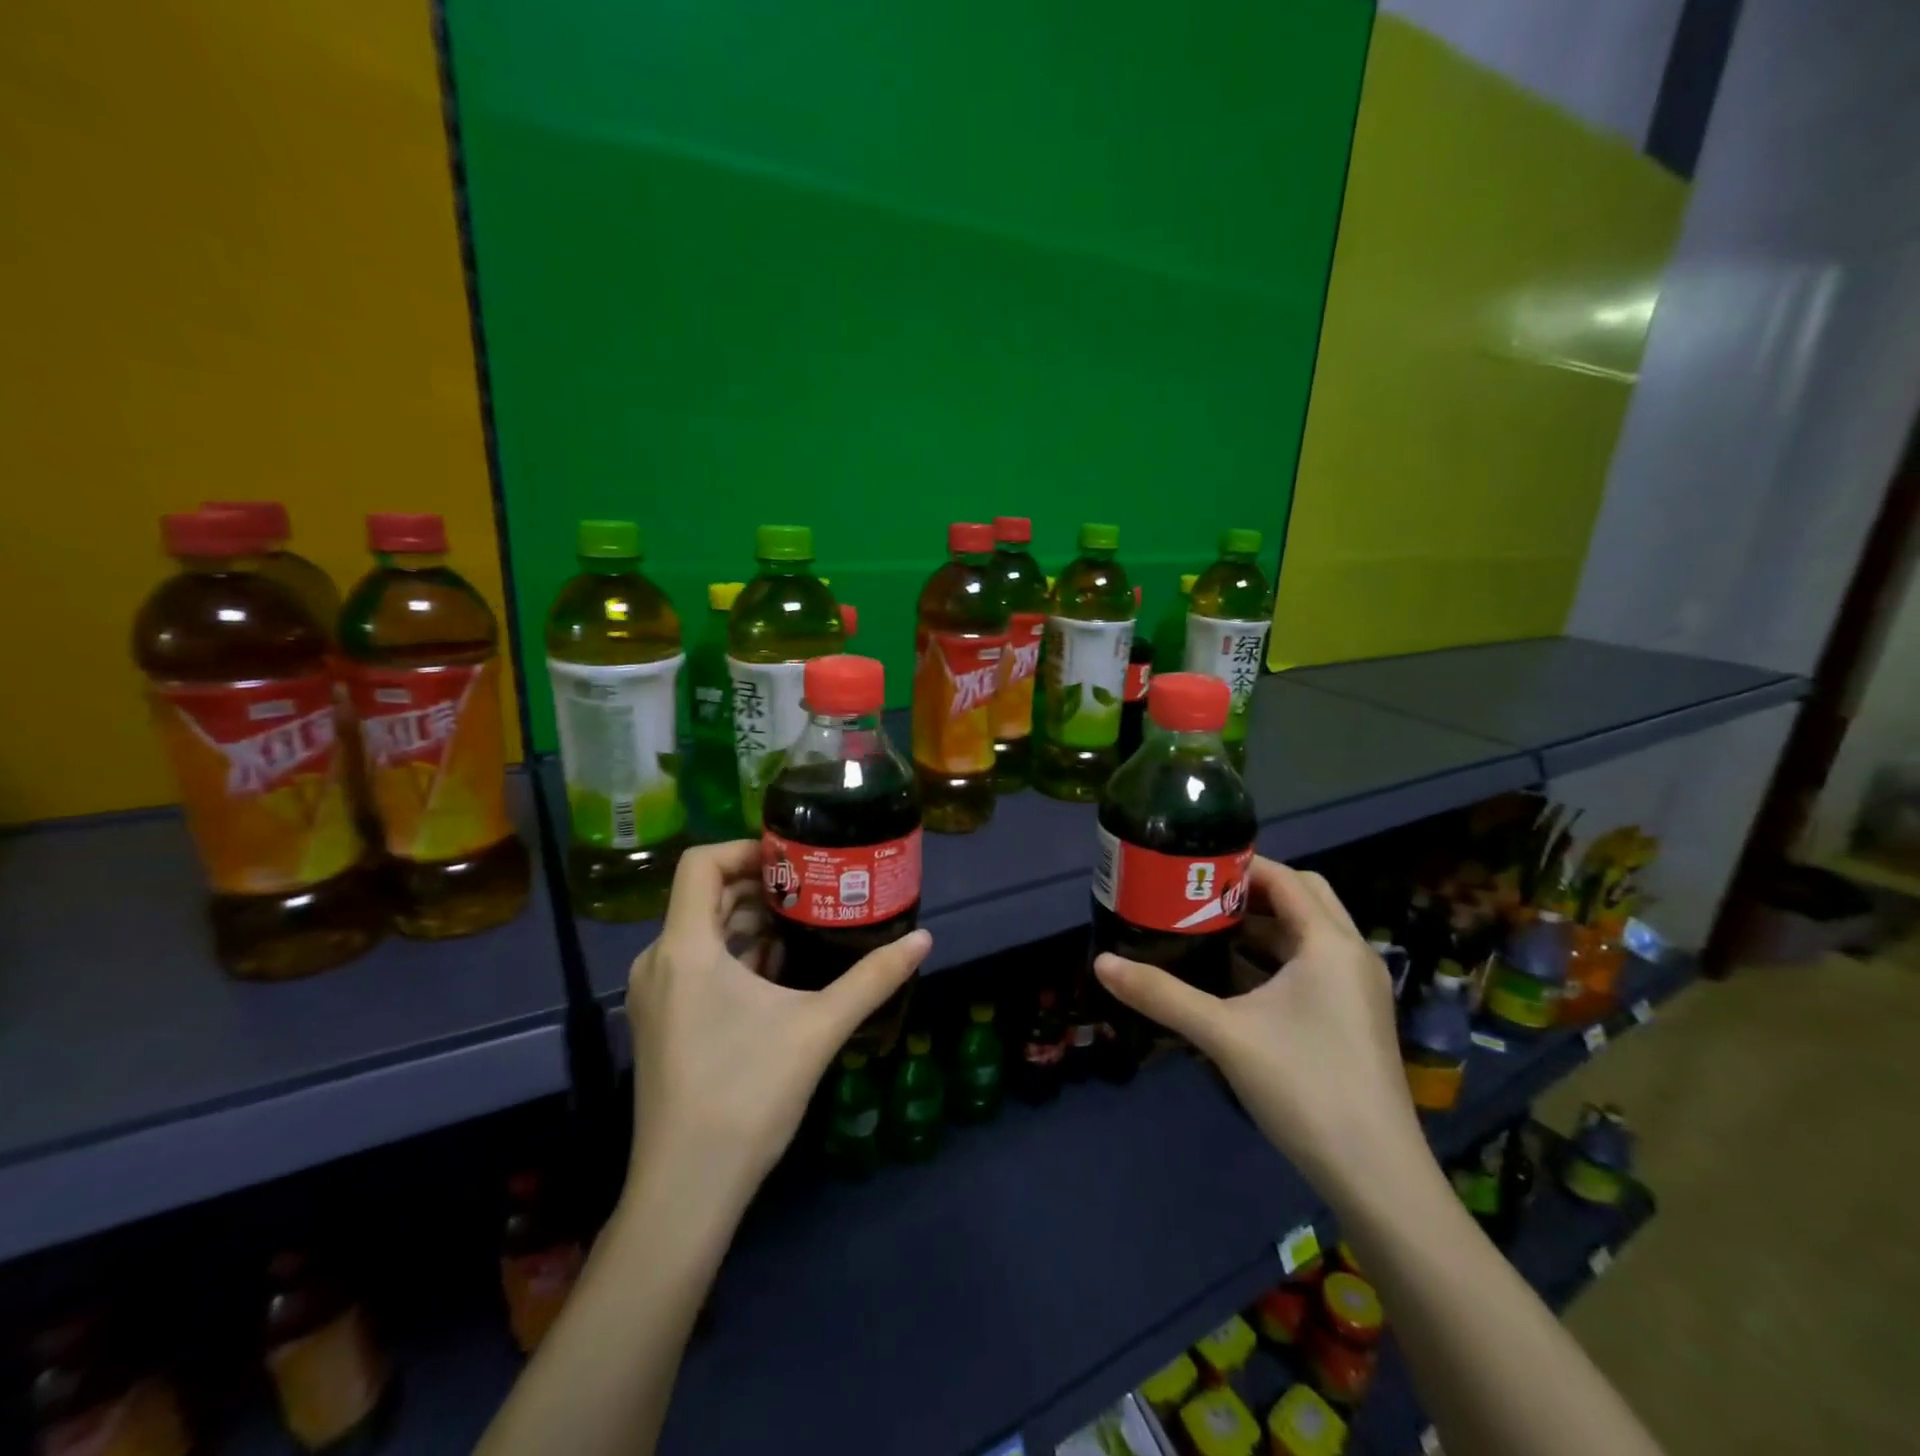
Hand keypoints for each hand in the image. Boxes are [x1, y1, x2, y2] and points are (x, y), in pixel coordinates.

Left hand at [623, 841, 931, 1211]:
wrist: (686, 1190)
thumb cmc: (746, 1095)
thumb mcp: (819, 1028)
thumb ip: (872, 978)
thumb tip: (924, 940)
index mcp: (686, 948)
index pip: (702, 863)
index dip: (747, 849)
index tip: (795, 859)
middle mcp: (658, 960)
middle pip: (704, 895)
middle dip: (759, 885)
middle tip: (813, 888)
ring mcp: (654, 995)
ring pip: (700, 931)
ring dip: (748, 921)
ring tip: (803, 924)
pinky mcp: (659, 1022)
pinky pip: (694, 964)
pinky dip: (733, 953)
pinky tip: (776, 971)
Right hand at [1094, 857, 1421, 1201]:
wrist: (1376, 1176)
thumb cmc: (1304, 1087)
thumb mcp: (1224, 1034)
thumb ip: (1161, 994)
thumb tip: (1101, 964)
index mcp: (1329, 944)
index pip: (1285, 878)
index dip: (1239, 866)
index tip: (1192, 868)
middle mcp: (1352, 955)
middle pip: (1303, 896)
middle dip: (1253, 890)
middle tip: (1201, 896)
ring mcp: (1358, 988)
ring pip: (1309, 933)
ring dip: (1264, 924)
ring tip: (1208, 928)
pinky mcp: (1355, 1016)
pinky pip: (1314, 963)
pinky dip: (1277, 956)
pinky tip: (1235, 978)